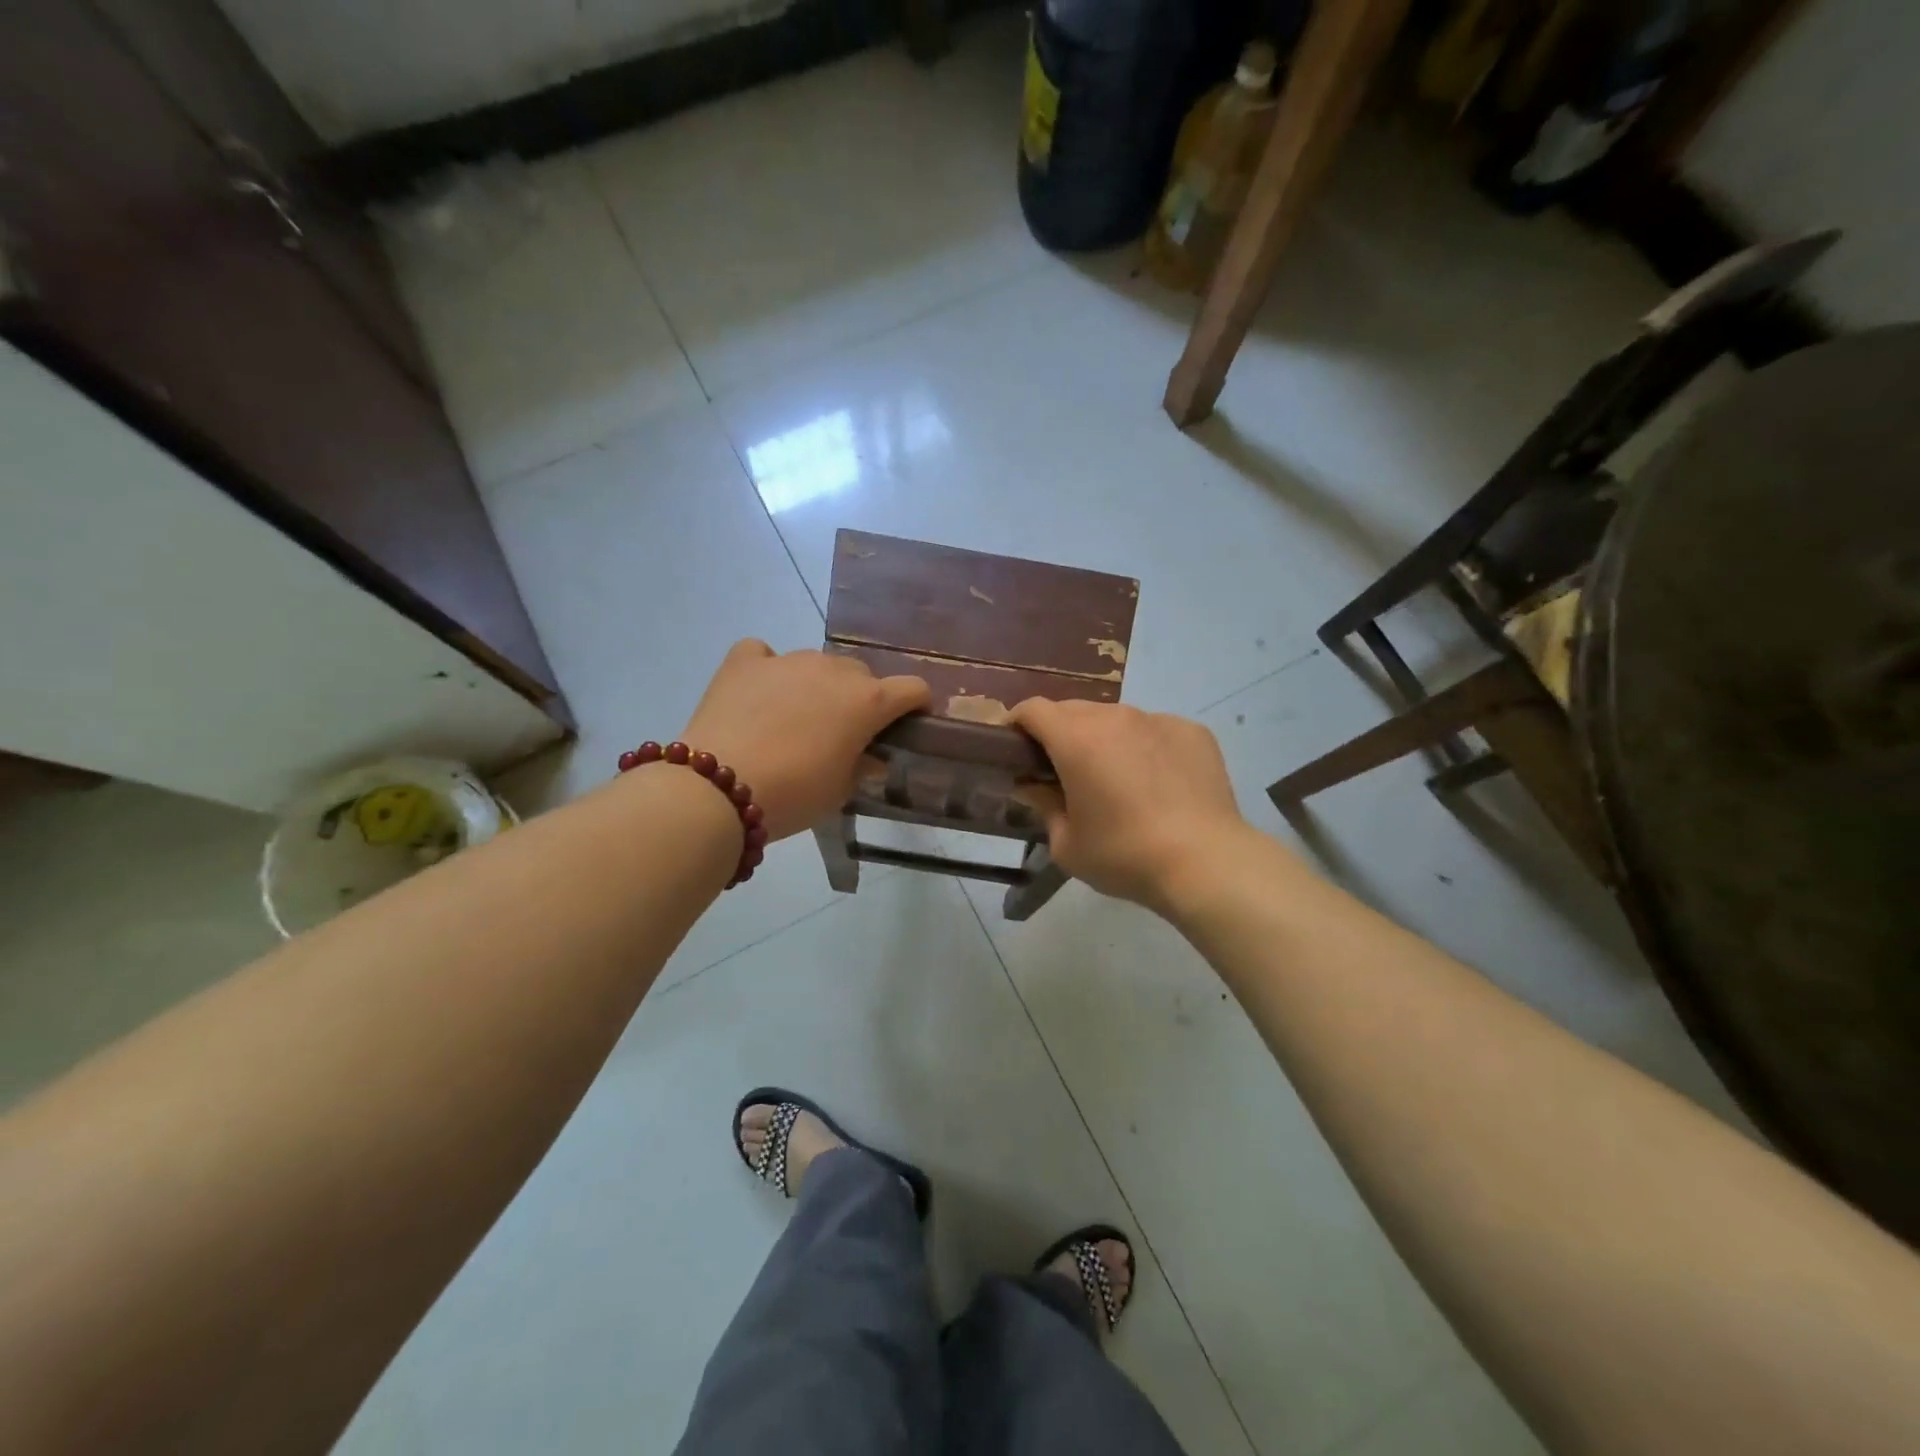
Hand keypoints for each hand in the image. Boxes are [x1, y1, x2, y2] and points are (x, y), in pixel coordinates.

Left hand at [679, 641, 928, 840]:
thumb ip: (862, 767)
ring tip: (794, 718)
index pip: (912, 688)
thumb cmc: (795, 794)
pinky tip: (759, 691)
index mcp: (867, 701)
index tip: (907, 723)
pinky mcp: (745, 661)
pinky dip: (766, 668)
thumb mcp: (840, 791)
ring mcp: (787, 660)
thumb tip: (870, 758)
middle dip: (861, 698)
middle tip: (843, 732)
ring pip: (817, 664)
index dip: (916, 704)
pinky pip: (764, 654)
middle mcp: (833, 670)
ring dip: (817, 685)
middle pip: (861, 675)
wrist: (719, 788)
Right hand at [1009, 699, 1258, 915]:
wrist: (1206, 862)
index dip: (1017, 723)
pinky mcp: (1192, 731)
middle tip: (1061, 768)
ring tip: (1113, 776)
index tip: (1013, 746)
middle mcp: (1115, 717)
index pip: (1034, 710)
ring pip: (1116, 718)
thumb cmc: (1124, 856)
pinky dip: (1144, 746)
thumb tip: (1031, 786)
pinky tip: (1156, 782)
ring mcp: (1157, 720)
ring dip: (1103, 738)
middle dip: (1059, 732)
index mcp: (1076, 739)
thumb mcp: (1068, 844)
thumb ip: (1043, 806)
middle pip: (1073, 710)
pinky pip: (1154, 730)